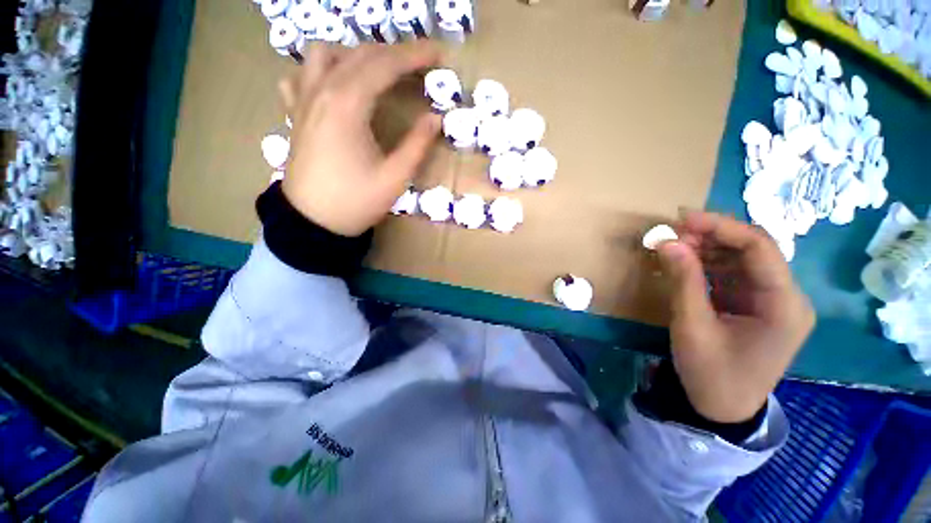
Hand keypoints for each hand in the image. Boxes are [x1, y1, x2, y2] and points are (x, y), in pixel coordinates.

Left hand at [279, 43, 441, 236]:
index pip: (385, 65)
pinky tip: (333, 84)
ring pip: (325, 54)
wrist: (313, 222)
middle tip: (420, 62)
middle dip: (394, 52)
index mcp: (347, 106)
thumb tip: (435, 118)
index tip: (438, 54)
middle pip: (359, 54)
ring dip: (355, 54)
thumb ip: (417, 145)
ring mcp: (303, 100)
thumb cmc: (356, 201)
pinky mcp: (295, 114)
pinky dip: (320, 69)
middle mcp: (322, 91)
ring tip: (377, 70)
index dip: (414, 56)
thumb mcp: (394, 178)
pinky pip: (301, 76)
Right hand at [657, 211, 815, 423]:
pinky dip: (708, 265)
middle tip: (673, 234)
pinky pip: (734, 274)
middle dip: (712, 236)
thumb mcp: (693, 326)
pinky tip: (686, 263)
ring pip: (742, 259)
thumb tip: (667, 242)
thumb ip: (683, 281)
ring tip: (674, 247)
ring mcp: (772, 301)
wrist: (722, 408)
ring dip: (708, 249)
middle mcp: (787, 297)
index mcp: (784, 305)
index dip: (721, 227)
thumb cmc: (712, 373)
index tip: (682, 218)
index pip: (760, 248)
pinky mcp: (756, 305)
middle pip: (754, 250)